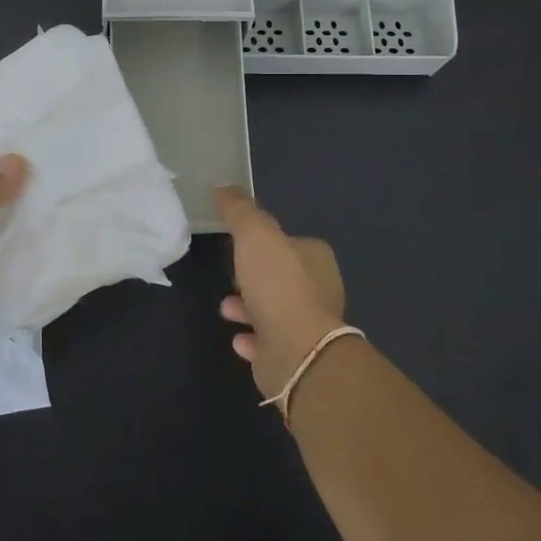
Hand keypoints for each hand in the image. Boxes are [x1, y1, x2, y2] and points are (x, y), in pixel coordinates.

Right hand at [214, 185, 345, 399]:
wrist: (296, 350)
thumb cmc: (278, 285)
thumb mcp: (254, 234)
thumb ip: (239, 209)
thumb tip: (222, 184)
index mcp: (316, 258)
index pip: (288, 243)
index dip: (263, 243)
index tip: (237, 246)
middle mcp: (318, 289)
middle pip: (279, 277)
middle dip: (252, 278)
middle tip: (229, 278)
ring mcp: (308, 325)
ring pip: (272, 310)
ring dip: (247, 308)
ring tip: (225, 310)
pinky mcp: (296, 356)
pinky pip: (269, 343)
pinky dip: (252, 339)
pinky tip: (238, 339)